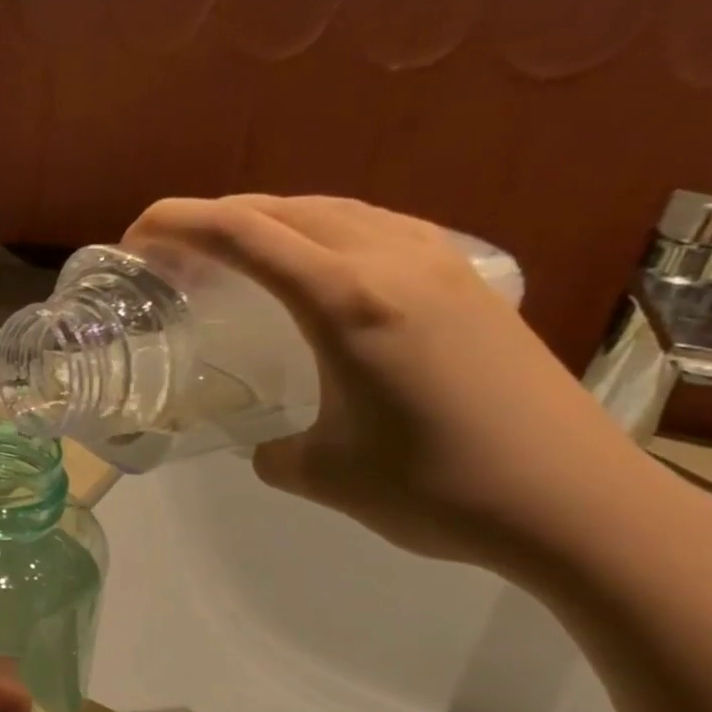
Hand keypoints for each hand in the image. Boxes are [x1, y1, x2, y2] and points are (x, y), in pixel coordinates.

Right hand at [125, 194, 669, 573]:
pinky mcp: (470, 282)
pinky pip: (379, 229)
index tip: (135, 238)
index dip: (178, 223)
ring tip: (237, 254)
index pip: (244, 233)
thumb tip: (267, 445)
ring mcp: (440, 264)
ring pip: (337, 210)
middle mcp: (392, 262)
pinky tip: (321, 269)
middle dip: (217, 216)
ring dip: (274, 220)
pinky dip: (327, 233)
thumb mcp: (323, 475)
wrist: (577, 504)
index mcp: (347, 301)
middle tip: (174, 251)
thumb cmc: (438, 489)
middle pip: (285, 207)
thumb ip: (273, 451)